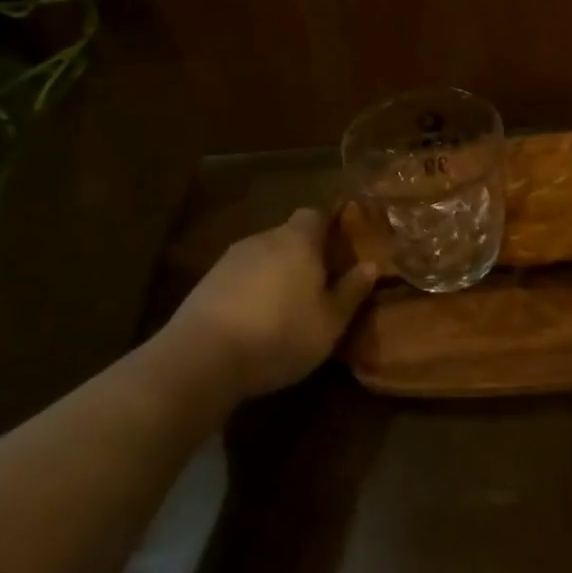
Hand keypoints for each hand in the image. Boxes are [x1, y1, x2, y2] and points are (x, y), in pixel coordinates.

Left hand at [156, 209, 375, 400]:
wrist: (200, 359)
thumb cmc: (279, 335)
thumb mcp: (330, 322)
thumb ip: (351, 291)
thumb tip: (371, 265)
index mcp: (298, 240)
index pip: (316, 213)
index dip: (329, 226)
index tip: (340, 247)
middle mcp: (264, 238)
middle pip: (289, 234)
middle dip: (303, 253)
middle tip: (318, 283)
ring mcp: (230, 259)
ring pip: (263, 256)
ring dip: (275, 273)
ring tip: (285, 306)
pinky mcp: (206, 282)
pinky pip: (240, 276)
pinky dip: (250, 290)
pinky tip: (253, 320)